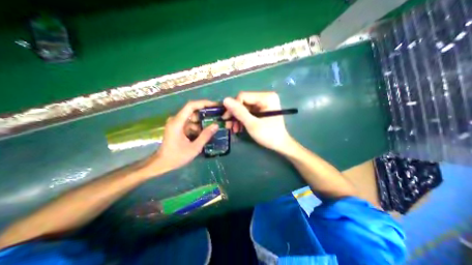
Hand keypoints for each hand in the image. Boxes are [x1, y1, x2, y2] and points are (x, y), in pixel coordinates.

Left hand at [147, 100, 217, 172]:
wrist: (162, 163)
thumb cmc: (176, 156)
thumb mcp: (194, 148)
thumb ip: (205, 136)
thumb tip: (216, 125)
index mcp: (177, 122)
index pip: (191, 106)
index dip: (204, 103)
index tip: (215, 105)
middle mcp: (176, 120)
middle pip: (193, 111)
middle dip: (206, 112)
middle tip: (218, 115)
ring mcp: (177, 124)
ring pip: (192, 118)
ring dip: (203, 121)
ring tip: (214, 124)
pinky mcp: (178, 128)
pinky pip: (190, 124)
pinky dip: (198, 127)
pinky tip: (206, 132)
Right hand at [224, 92, 293, 151]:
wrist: (280, 144)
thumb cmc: (269, 135)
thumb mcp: (252, 124)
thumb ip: (239, 112)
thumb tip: (225, 100)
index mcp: (266, 97)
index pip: (243, 96)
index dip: (232, 107)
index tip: (226, 119)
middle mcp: (265, 97)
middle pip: (243, 102)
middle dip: (235, 115)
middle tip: (228, 126)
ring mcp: (263, 103)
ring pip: (244, 108)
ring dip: (237, 118)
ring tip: (234, 129)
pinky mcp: (261, 109)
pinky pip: (248, 112)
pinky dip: (242, 120)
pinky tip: (239, 128)